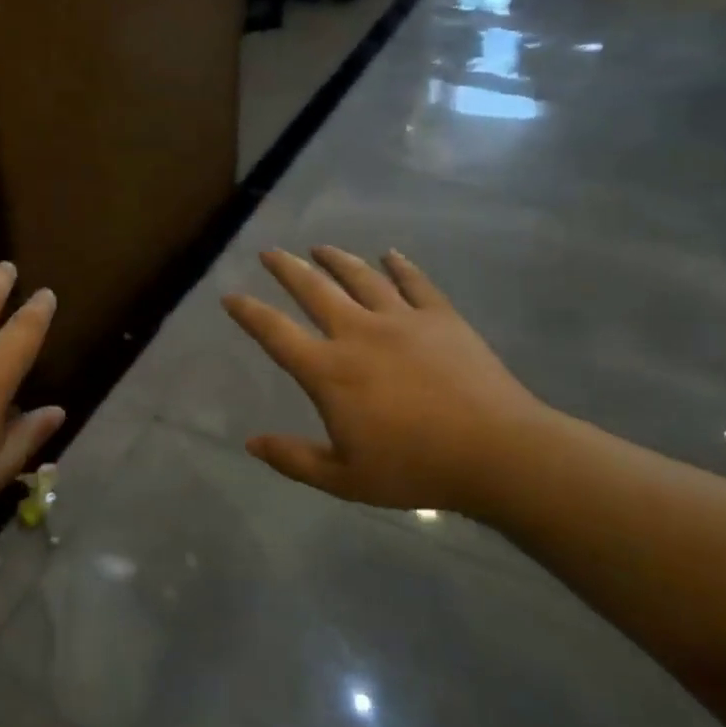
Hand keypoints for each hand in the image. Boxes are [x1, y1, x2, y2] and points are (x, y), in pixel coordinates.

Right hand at [223, 247, 550, 519]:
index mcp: (329, 371)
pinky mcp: (440, 317)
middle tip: (270, 252)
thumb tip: (251, 443)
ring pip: (360, 277)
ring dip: (336, 259)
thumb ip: (294, 459)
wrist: (496, 452)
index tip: (230, 296)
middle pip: (314, 290)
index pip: (276, 333)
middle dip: (287, 268)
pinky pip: (414, 282)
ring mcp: (402, 319)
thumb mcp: (344, 479)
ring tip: (320, 247)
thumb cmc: (415, 468)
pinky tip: (390, 254)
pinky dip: (400, 265)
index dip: (249, 313)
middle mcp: (358, 333)